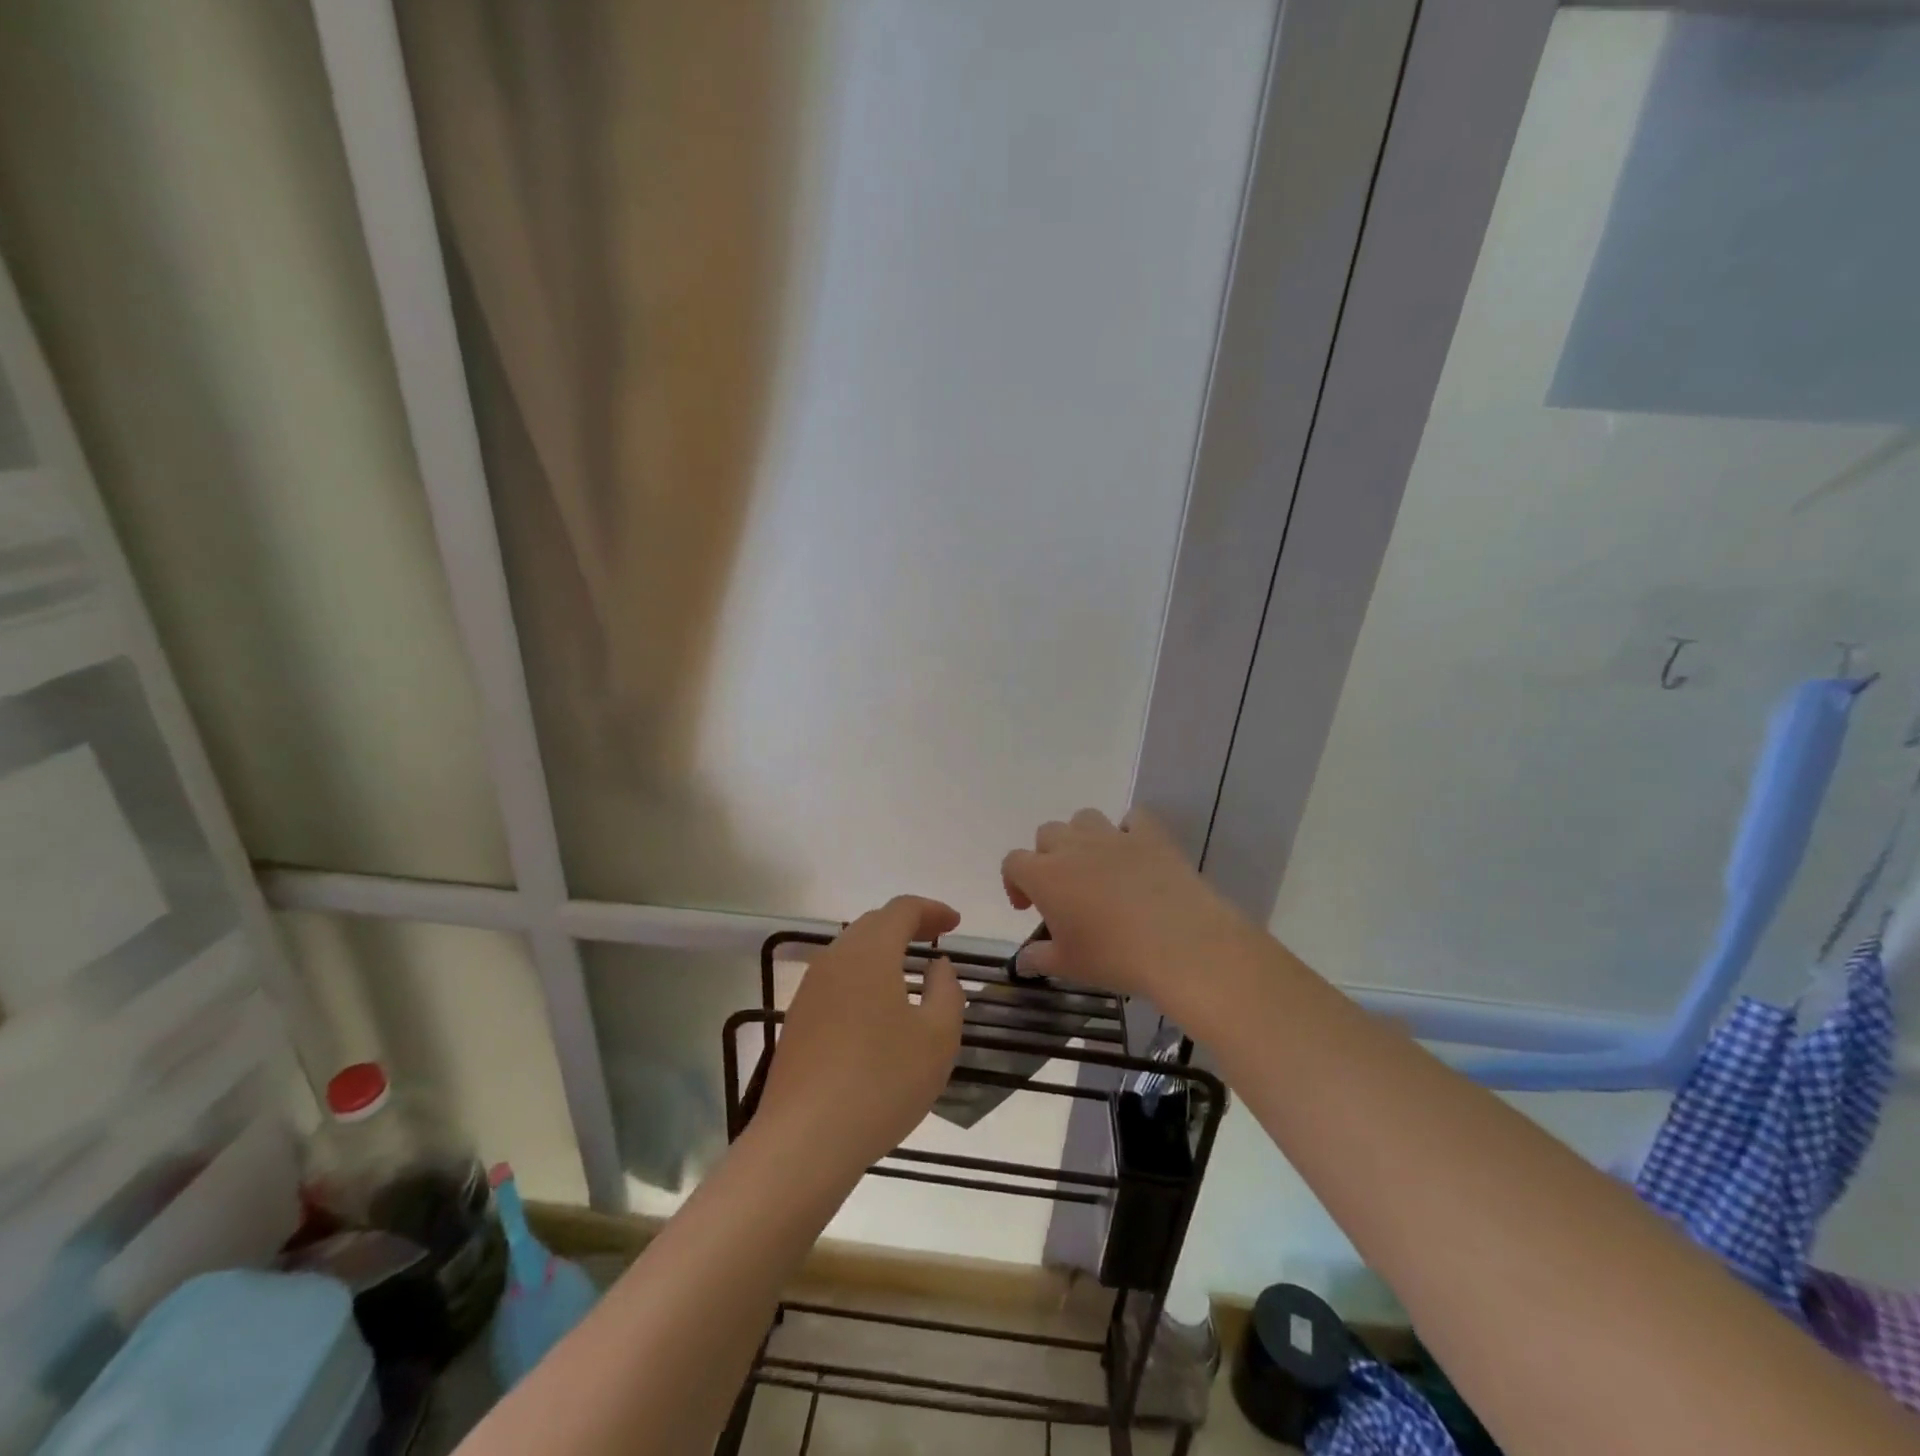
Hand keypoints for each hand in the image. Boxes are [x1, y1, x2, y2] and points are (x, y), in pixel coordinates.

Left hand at [757, 896, 965, 1177]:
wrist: (805, 1138)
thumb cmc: (883, 1081)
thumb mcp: (938, 1037)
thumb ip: (946, 991)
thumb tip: (937, 966)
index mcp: (870, 952)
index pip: (902, 909)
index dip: (932, 910)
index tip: (955, 924)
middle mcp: (835, 958)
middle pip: (872, 924)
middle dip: (907, 925)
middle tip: (935, 939)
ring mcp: (810, 989)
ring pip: (851, 952)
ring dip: (882, 951)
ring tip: (909, 971)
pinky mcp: (798, 1019)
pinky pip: (837, 980)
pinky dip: (864, 977)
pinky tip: (877, 1009)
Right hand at [1000, 809, 1258, 1025]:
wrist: (1180, 945)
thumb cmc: (1115, 957)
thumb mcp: (1069, 966)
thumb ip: (1040, 958)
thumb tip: (1023, 961)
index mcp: (1044, 875)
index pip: (1013, 863)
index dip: (1014, 882)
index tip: (1028, 908)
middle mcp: (1073, 846)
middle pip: (1047, 834)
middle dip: (1048, 856)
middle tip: (1064, 889)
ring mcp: (1113, 836)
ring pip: (1084, 818)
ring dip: (1083, 837)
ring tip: (1096, 867)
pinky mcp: (1150, 835)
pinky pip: (1134, 818)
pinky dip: (1130, 830)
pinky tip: (1136, 854)